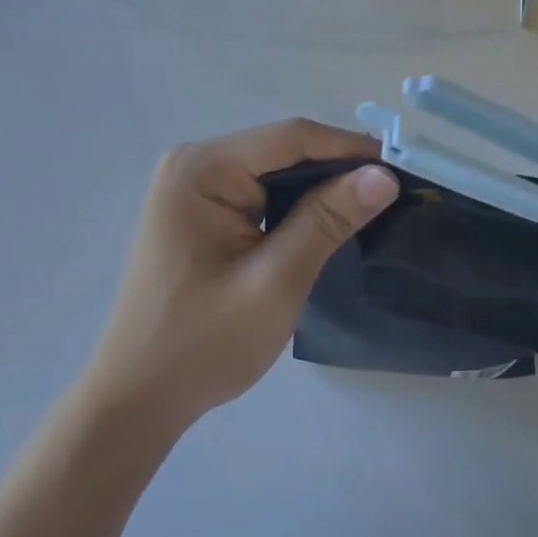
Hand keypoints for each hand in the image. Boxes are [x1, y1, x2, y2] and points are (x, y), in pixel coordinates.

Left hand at [79, 120, 398, 437]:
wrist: (137, 399)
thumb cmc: (203, 344)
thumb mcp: (275, 282)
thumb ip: (327, 221)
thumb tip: (383, 175)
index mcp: (202, 168)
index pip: (291, 137)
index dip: (350, 147)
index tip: (400, 168)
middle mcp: (194, 162)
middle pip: (282, 148)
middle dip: (336, 167)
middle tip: (390, 192)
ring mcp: (193, 184)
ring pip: (274, 169)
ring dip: (318, 186)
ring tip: (368, 206)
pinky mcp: (199, 208)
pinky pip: (259, 190)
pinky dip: (294, 203)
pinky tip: (324, 220)